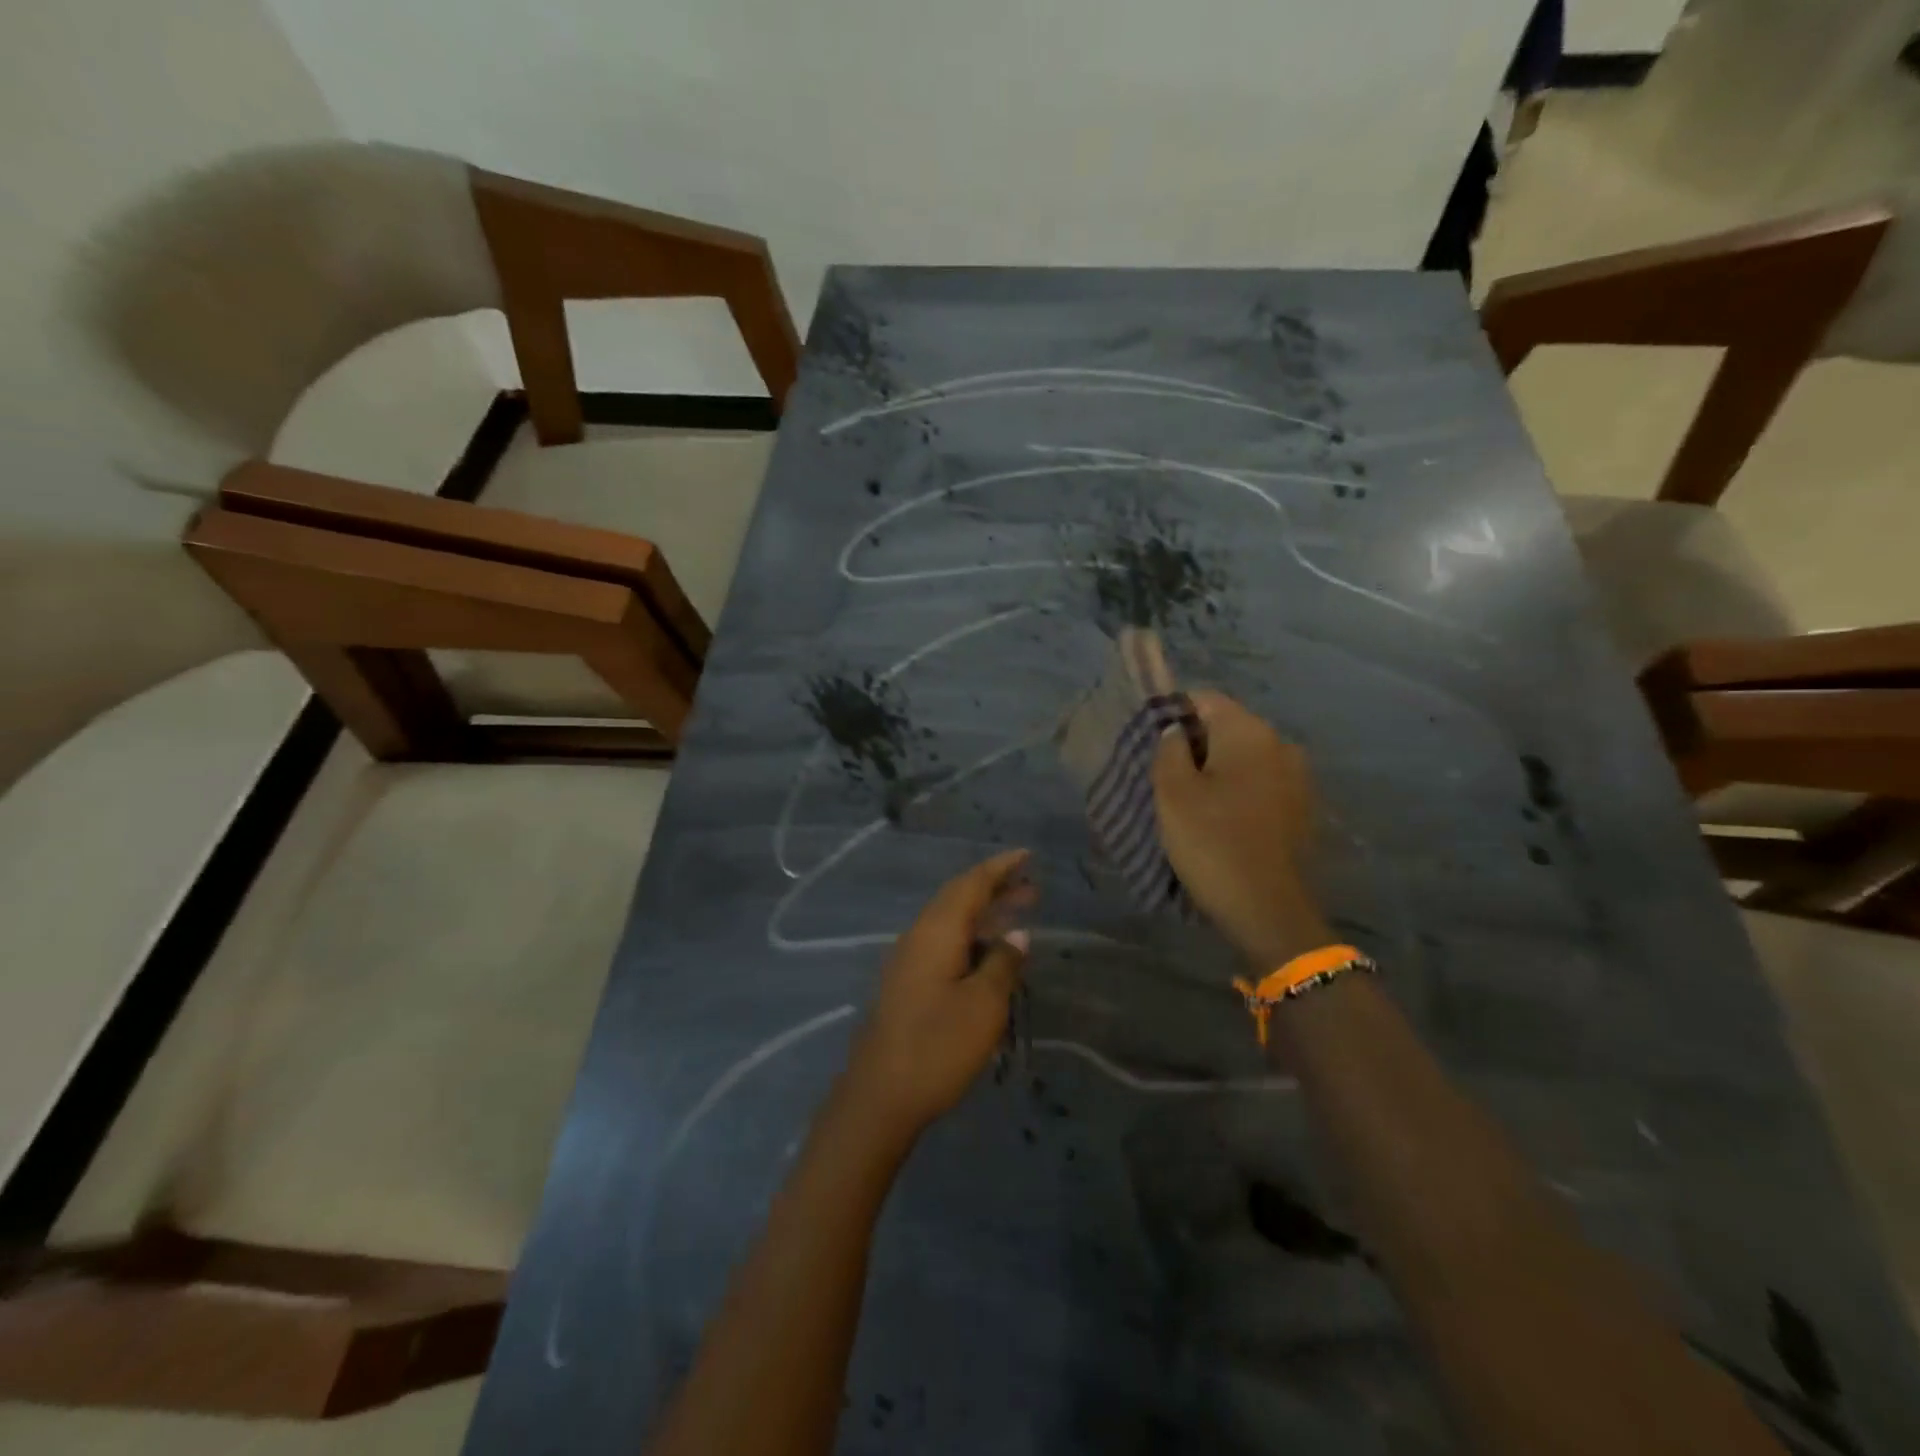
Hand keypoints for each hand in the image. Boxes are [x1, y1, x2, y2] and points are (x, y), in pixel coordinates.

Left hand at [842, 850, 1035, 1141]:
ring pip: (951, 922)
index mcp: (936, 931)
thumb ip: (1003, 964)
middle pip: (959, 899)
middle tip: (1032, 888)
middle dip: (995, 890)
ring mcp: (909, 960)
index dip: (1000, 868)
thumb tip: (1017, 934)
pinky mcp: (907, 984)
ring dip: (984, 915)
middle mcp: (919, 936)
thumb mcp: (983, 1006)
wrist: (879, 1096)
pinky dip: (971, 938)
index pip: (971, 884)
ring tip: (1018, 915)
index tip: (1027, 855)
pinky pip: (944, 943)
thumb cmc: (937, 1046)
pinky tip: (989, 955)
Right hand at [1153, 691, 1330, 968]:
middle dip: (1194, 743)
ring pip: (1244, 757)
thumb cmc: (1212, 842)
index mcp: (1249, 731)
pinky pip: (1261, 783)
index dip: (1172, 713)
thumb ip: (1168, 749)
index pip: (1204, 699)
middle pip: (1227, 726)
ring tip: (1190, 800)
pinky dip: (1238, 791)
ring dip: (1217, 769)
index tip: (1150, 743)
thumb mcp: (1172, 793)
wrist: (1267, 909)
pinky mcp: (1302, 808)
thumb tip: (1175, 731)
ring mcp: (1297, 777)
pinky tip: (1221, 818)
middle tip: (1164, 775)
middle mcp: (1280, 743)